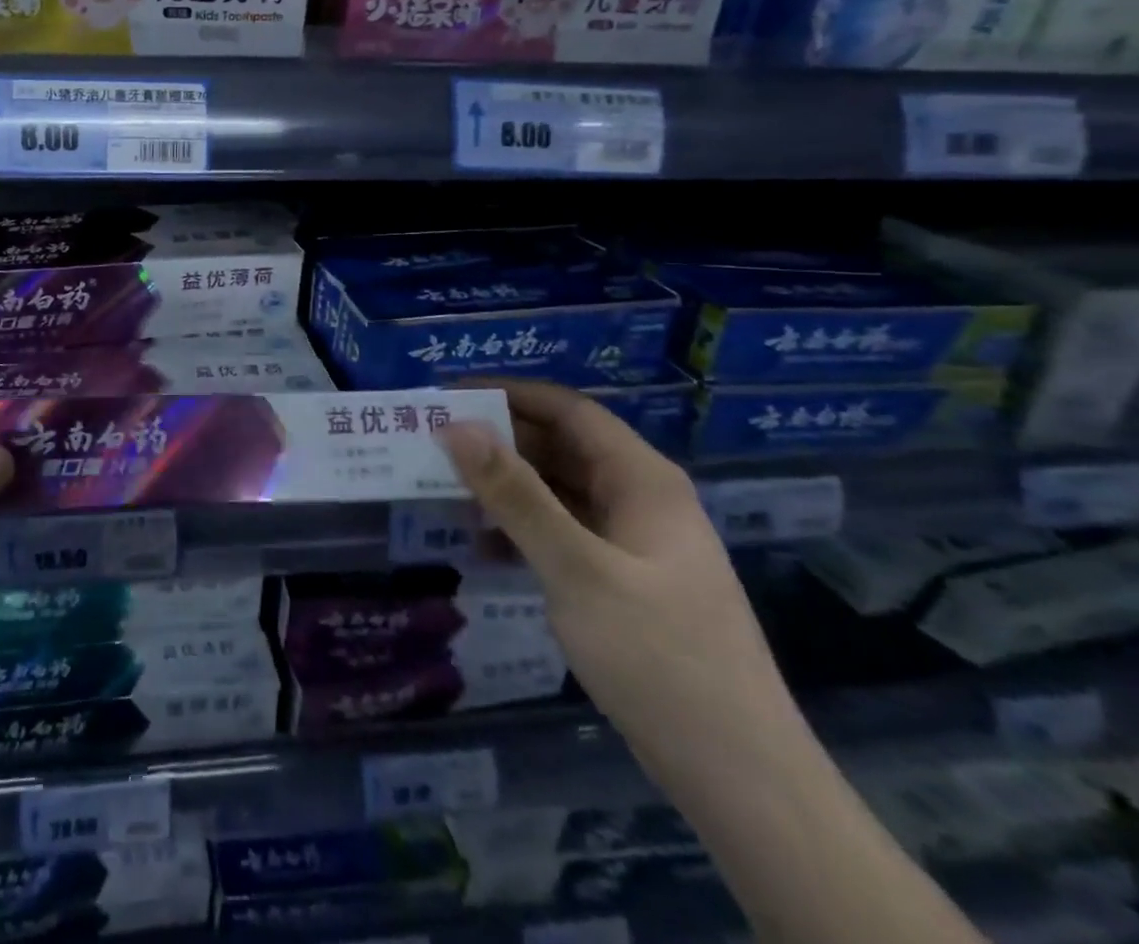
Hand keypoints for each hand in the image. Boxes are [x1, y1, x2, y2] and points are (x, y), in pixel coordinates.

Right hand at [439, 381, 802, 786]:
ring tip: (444, 488)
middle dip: (498, 440)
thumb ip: (515, 495)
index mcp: (641, 479)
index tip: (447, 396)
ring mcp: (632, 542)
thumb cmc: (660, 658)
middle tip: (432, 442)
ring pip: (557, 491)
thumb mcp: (577, 569)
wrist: (740, 778)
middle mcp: (638, 498)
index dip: (508, 393)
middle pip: (560, 446)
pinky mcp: (621, 581)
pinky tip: (482, 547)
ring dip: (505, 487)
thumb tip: (457, 426)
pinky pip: (562, 533)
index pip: (568, 409)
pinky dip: (521, 530)